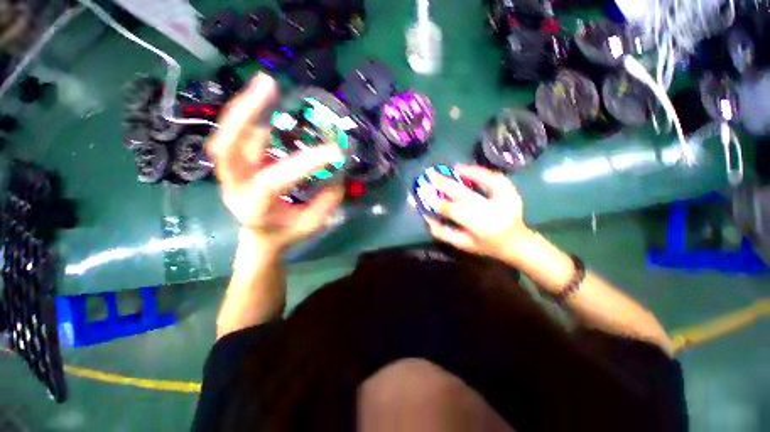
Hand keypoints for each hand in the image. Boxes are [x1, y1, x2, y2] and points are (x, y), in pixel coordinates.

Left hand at [207, 73, 344, 252]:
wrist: (261, 237)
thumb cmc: (286, 234)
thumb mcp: (312, 224)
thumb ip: (326, 201)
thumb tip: (338, 173)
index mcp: (254, 209)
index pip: (273, 182)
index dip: (303, 165)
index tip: (335, 152)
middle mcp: (234, 188)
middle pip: (225, 148)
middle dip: (245, 113)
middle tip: (269, 85)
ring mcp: (230, 175)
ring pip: (226, 137)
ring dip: (245, 108)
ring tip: (266, 83)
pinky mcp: (235, 166)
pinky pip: (239, 138)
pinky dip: (252, 119)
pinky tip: (266, 103)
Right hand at [424, 165, 531, 259]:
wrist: (516, 242)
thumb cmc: (485, 245)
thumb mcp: (462, 243)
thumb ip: (442, 232)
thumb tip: (426, 216)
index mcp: (481, 228)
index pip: (455, 211)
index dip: (439, 202)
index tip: (425, 194)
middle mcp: (494, 212)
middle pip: (466, 195)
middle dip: (447, 184)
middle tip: (433, 176)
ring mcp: (506, 200)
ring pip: (486, 181)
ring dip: (467, 172)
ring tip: (452, 168)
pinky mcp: (512, 192)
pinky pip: (496, 177)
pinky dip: (481, 171)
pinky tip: (468, 168)